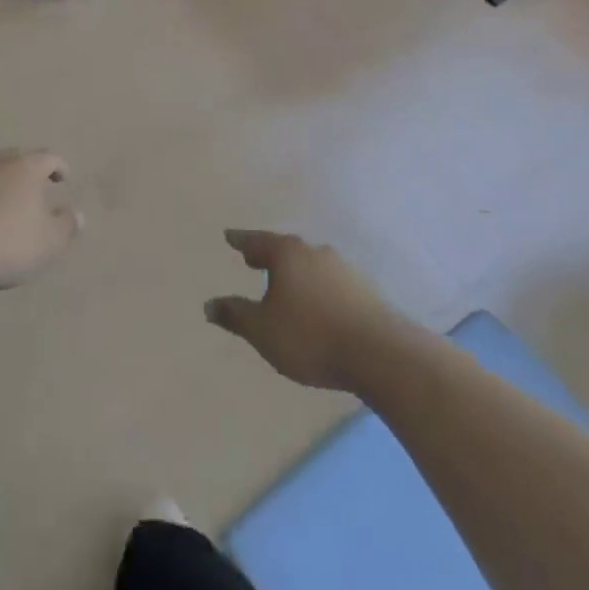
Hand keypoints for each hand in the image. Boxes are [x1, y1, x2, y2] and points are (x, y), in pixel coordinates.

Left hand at [0, 149, 81, 290]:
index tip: (64, 178)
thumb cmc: (2, 243)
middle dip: (29, 172)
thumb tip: (77, 214)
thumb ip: (66, 227)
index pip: (49, 158)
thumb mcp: (47, 243)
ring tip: (5, 205)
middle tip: (36, 189)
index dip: (59, 167)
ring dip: (1, 185)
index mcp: (25, 167)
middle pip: (17, 159)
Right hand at [205, 230, 392, 391]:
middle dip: (269, 254)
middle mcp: (315, 253)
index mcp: (288, 255)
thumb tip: (208, 304)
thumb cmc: (310, 336)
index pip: (257, 241)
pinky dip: (316, 287)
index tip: (230, 236)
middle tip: (254, 258)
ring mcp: (344, 270)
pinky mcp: (364, 292)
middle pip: (286, 249)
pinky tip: (315, 303)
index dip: (241, 241)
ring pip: (310, 265)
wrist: (379, 354)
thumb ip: (235, 315)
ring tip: (284, 284)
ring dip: (295, 272)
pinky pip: (329, 282)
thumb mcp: (262, 330)